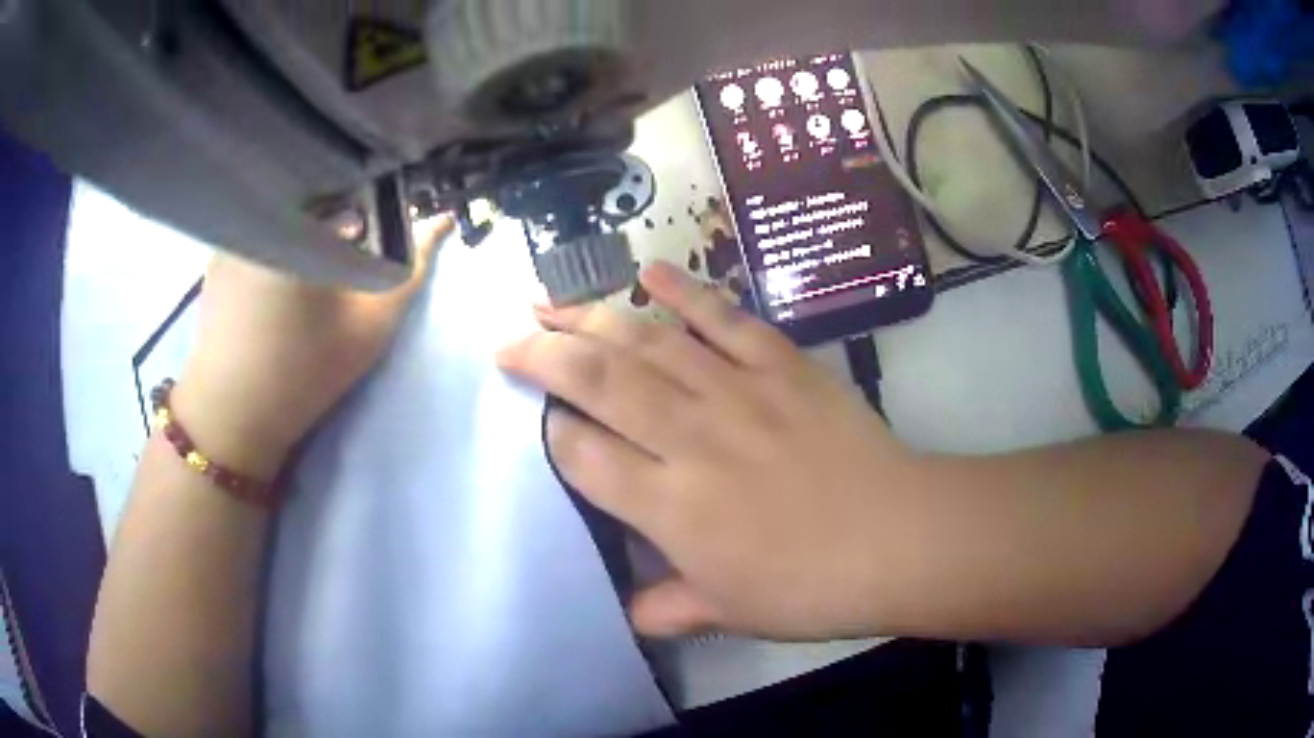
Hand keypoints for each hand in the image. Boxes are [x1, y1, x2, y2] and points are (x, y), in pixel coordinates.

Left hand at [172, 216, 452, 477]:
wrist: (233, 416)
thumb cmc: (304, 372)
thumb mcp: (368, 327)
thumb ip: (410, 271)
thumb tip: (442, 220)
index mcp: (302, 222)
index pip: (352, 182)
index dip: (374, 200)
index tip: (378, 230)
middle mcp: (263, 213)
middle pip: (317, 190)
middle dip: (340, 210)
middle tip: (348, 251)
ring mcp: (235, 231)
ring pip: (287, 208)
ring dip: (307, 225)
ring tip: (312, 264)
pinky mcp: (218, 254)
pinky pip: (260, 227)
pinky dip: (277, 238)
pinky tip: (276, 278)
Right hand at [498, 262, 927, 639]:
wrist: (898, 540)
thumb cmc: (810, 587)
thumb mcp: (729, 612)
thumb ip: (669, 608)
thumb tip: (628, 612)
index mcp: (669, 506)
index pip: (583, 455)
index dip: (550, 432)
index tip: (537, 419)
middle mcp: (689, 438)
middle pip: (597, 382)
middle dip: (542, 356)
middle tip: (509, 341)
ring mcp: (736, 392)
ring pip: (647, 341)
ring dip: (592, 317)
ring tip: (552, 302)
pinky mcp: (781, 364)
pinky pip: (724, 317)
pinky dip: (685, 290)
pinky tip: (649, 272)